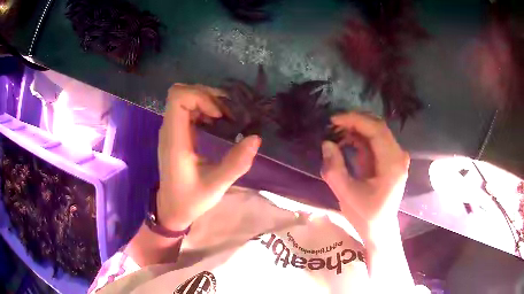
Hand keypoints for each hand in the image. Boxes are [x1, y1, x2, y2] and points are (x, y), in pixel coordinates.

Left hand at [157, 84, 260, 230]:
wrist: (171, 208)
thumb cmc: (191, 199)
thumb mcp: (216, 185)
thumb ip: (236, 163)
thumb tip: (256, 138)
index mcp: (175, 141)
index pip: (178, 98)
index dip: (200, 97)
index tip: (218, 115)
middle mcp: (169, 130)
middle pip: (180, 92)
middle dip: (206, 95)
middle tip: (226, 112)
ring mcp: (170, 130)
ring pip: (183, 98)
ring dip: (206, 100)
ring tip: (224, 115)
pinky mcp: (175, 133)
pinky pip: (185, 108)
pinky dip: (202, 108)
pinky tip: (215, 122)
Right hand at [321, 112, 409, 243]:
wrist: (379, 228)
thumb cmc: (366, 215)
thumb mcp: (346, 195)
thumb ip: (335, 169)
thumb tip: (326, 143)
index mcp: (392, 164)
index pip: (377, 130)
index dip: (355, 120)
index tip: (333, 120)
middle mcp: (398, 155)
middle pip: (378, 127)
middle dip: (354, 122)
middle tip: (332, 125)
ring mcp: (395, 156)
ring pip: (376, 131)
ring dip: (355, 129)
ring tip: (335, 133)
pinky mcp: (389, 159)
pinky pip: (374, 141)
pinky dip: (359, 138)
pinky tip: (344, 142)